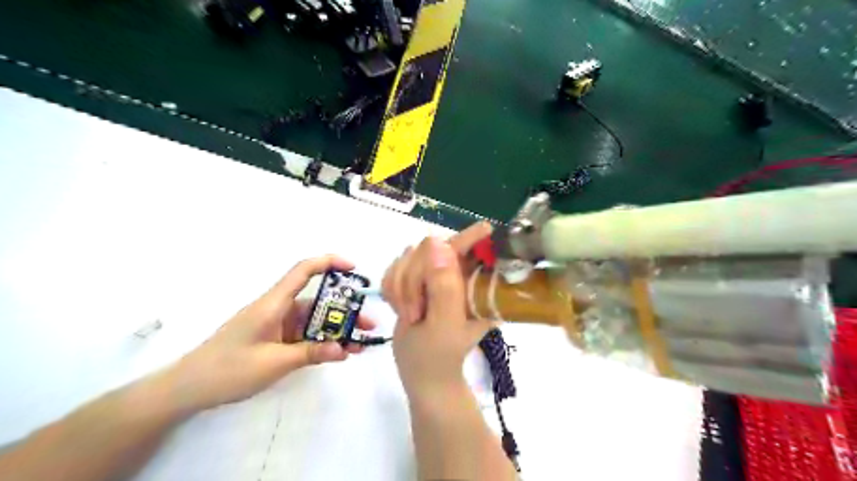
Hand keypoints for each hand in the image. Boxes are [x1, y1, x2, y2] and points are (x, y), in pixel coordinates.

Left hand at [161, 256, 374, 412]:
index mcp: (273, 304)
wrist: (188, 389)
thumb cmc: (228, 370)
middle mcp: (278, 309)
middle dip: (344, 311)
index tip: (353, 268)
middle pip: (317, 302)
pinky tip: (337, 353)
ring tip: (359, 343)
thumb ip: (311, 353)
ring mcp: (277, 325)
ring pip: (313, 321)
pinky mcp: (275, 339)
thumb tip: (344, 348)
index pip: (303, 271)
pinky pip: (304, 335)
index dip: (329, 263)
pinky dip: (321, 342)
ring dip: (335, 330)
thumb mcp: (274, 363)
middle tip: (368, 324)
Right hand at [384, 224, 494, 400]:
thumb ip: (443, 285)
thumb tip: (437, 242)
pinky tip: (401, 309)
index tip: (484, 227)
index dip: (471, 236)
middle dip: (413, 280)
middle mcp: (455, 275)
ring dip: (401, 288)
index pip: (470, 249)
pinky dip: (392, 288)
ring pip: (406, 258)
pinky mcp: (414, 280)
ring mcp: (433, 275)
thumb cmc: (438, 356)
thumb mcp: (444, 323)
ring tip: (412, 315)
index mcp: (472, 285)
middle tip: (416, 312)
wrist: (421, 374)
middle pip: (427, 250)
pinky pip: (394, 268)